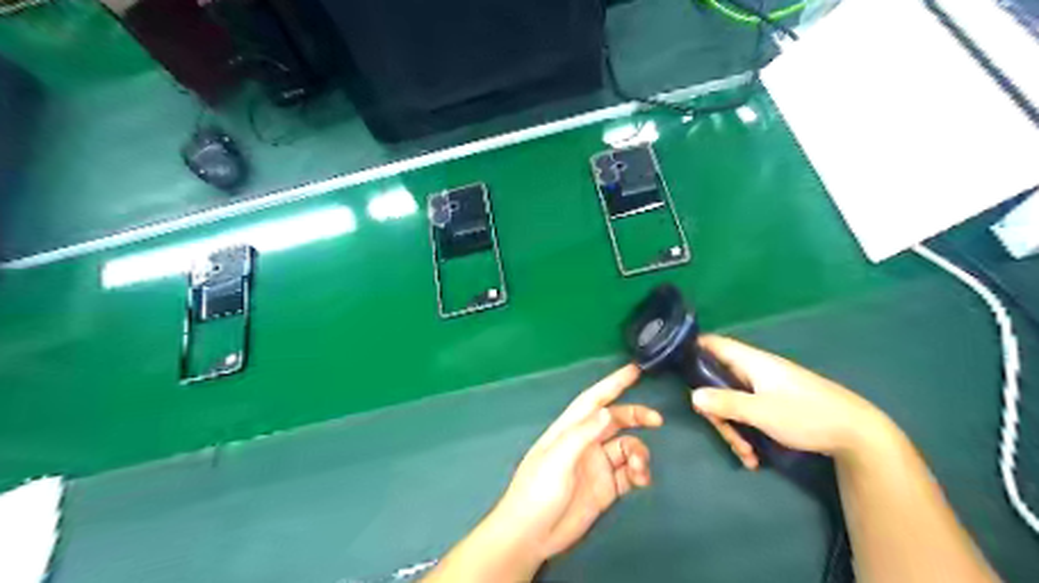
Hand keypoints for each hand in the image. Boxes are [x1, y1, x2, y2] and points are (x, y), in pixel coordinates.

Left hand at [497, 364, 665, 559]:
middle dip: (636, 416)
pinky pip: (629, 472)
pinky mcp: (606, 488)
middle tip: (656, 420)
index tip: (635, 370)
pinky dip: (639, 472)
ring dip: (639, 453)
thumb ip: (582, 434)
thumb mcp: (557, 459)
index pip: (594, 399)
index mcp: (570, 429)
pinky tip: (641, 480)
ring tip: (639, 469)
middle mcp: (585, 442)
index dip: (613, 383)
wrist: (532, 535)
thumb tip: (607, 411)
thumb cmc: (538, 491)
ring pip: (627, 447)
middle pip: (616, 420)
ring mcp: (597, 465)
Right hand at [688, 334, 893, 467]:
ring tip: (747, 454)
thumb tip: (692, 396)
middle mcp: (755, 370)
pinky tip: (755, 456)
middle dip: (717, 410)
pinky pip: (749, 413)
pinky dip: (748, 432)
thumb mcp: (761, 412)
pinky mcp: (775, 404)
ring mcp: (765, 388)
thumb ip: (725, 403)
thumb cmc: (807, 415)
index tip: (676, 367)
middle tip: (725, 435)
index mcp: (751, 362)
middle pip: (718, 381)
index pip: (713, 343)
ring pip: (733, 402)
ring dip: (734, 428)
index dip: (692, 348)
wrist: (857, 434)